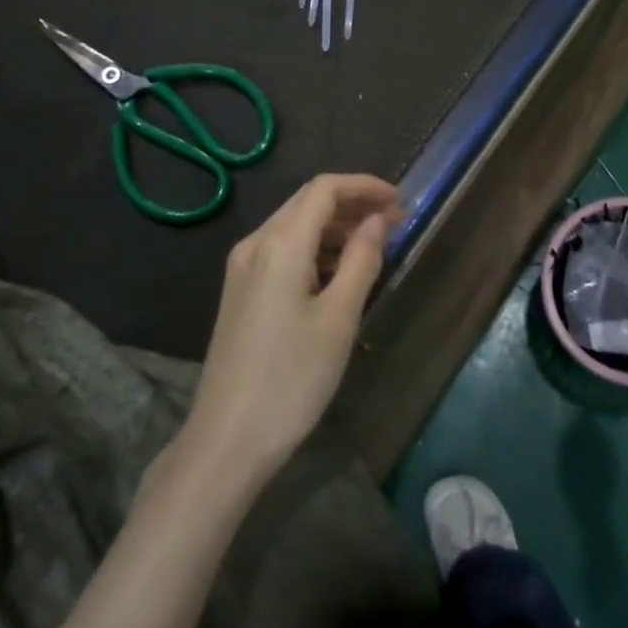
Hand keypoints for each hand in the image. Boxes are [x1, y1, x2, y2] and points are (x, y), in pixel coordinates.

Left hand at [179, 174, 400, 484]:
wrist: (227, 440)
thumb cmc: (292, 379)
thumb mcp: (338, 319)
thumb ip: (361, 260)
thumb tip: (377, 220)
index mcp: (280, 244)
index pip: (324, 189)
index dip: (364, 186)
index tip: (400, 201)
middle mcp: (255, 244)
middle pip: (307, 201)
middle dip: (352, 203)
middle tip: (394, 222)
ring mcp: (242, 267)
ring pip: (294, 225)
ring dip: (334, 226)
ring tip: (373, 245)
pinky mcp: (240, 290)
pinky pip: (282, 249)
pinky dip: (314, 247)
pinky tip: (338, 270)